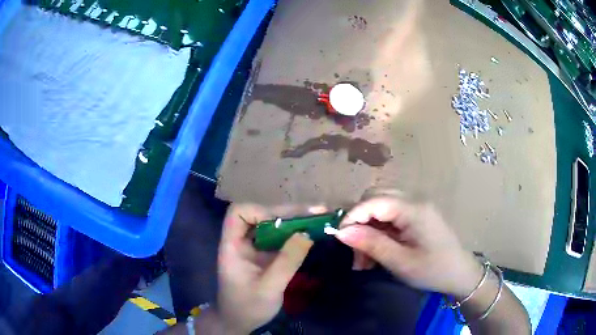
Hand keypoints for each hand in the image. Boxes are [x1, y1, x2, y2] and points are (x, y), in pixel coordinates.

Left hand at [216, 204, 317, 333]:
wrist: (240, 322)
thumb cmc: (248, 307)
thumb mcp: (269, 288)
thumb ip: (287, 262)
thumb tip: (307, 234)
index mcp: (232, 246)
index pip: (239, 213)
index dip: (261, 211)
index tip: (285, 222)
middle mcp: (242, 241)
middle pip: (261, 215)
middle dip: (288, 213)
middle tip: (319, 212)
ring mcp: (254, 248)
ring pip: (272, 225)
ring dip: (295, 221)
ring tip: (320, 219)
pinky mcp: (264, 256)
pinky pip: (279, 239)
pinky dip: (295, 235)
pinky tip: (312, 235)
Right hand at [336, 196, 482, 298]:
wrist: (460, 274)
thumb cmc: (433, 270)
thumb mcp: (400, 262)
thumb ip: (371, 244)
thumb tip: (341, 232)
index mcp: (414, 209)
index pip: (374, 201)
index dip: (352, 216)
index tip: (338, 237)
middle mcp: (414, 200)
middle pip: (375, 198)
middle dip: (359, 221)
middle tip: (353, 249)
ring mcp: (416, 206)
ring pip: (380, 206)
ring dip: (367, 228)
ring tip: (364, 258)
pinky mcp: (416, 215)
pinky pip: (390, 216)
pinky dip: (378, 231)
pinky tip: (376, 251)